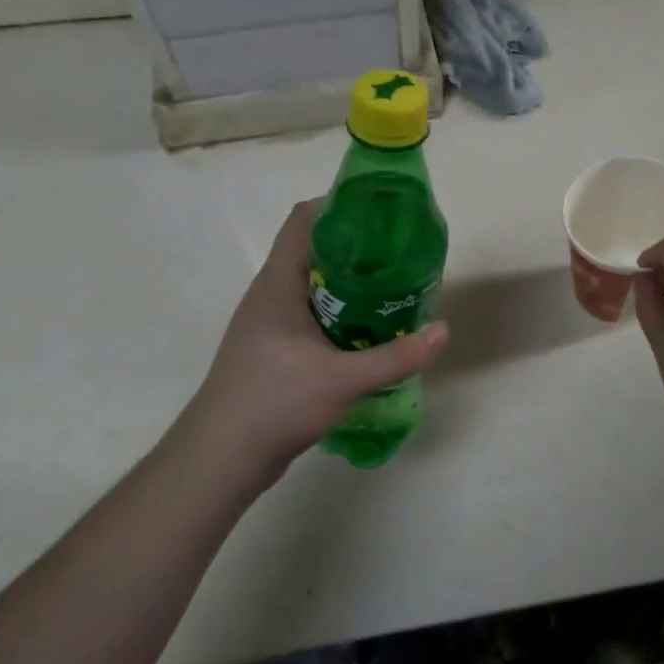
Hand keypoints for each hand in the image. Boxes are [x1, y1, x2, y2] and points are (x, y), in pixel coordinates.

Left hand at [177, 201, 448, 491]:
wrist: (221, 458)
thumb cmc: (274, 402)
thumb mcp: (342, 379)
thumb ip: (395, 356)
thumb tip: (443, 331)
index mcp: (278, 283)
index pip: (303, 220)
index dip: (340, 205)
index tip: (382, 213)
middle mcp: (271, 294)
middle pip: (314, 250)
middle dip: (357, 248)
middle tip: (400, 255)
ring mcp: (270, 323)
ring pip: (315, 286)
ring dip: (351, 284)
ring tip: (393, 290)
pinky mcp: (275, 349)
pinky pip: (313, 315)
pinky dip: (341, 314)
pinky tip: (369, 331)